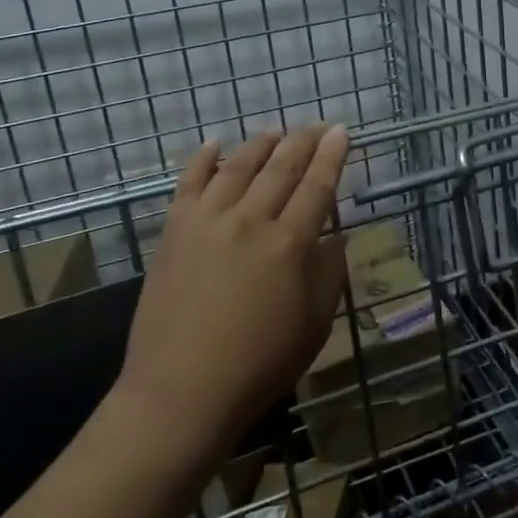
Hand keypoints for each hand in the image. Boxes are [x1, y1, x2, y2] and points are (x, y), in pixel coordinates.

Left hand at [113, 124, 350, 458]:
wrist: (181, 392)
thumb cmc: (259, 365)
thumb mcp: (314, 325)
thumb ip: (329, 273)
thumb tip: (337, 235)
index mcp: (290, 244)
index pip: (318, 185)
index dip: (333, 156)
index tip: (342, 132)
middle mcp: (251, 220)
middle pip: (282, 167)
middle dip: (304, 140)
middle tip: (317, 125)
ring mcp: (208, 221)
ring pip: (239, 166)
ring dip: (261, 144)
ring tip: (275, 131)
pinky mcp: (175, 231)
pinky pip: (190, 182)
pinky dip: (203, 159)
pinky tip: (214, 144)